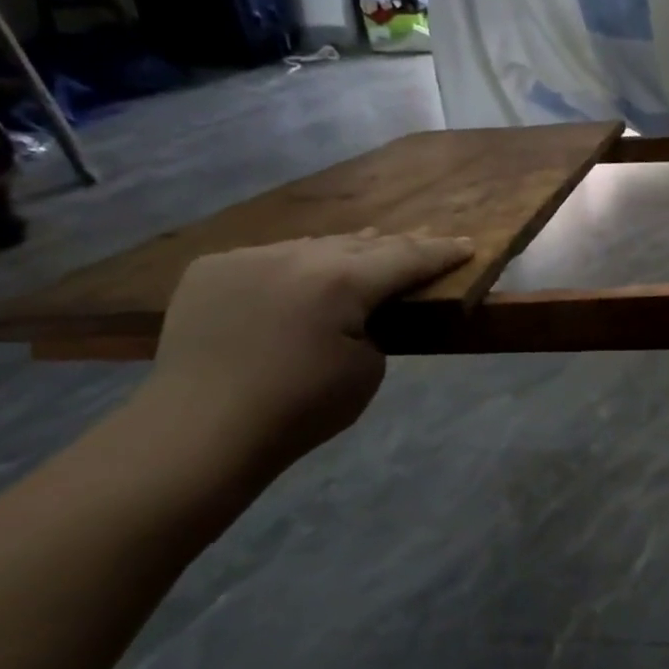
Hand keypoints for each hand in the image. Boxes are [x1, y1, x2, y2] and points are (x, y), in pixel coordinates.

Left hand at [139, 230, 473, 472]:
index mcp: (341, 281)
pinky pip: (270, 258)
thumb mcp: (367, 370)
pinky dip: (296, 264)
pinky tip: (303, 276)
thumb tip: (358, 308)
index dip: (441, 252)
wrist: (200, 431)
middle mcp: (295, 256)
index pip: (406, 258)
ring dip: (345, 249)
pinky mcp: (212, 270)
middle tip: (427, 237)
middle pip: (361, 243)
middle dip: (398, 243)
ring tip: (370, 244)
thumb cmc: (300, 409)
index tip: (469, 244)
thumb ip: (374, 326)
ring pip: (313, 245)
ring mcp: (248, 257)